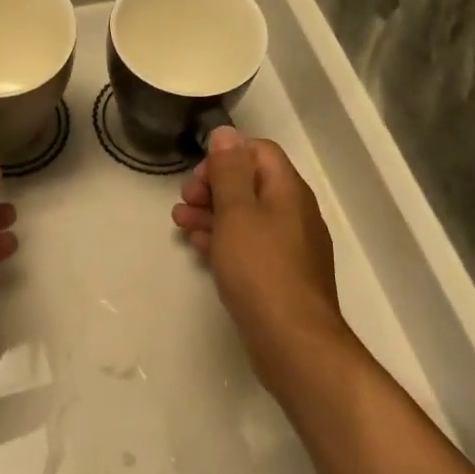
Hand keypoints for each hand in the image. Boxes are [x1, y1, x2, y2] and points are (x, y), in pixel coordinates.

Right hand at [172, 127, 345, 383]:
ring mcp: (289, 246)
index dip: (224, 156)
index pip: (258, 151)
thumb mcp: (237, 212)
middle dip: (213, 187)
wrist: (293, 341)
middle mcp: (294, 213)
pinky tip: (200, 248)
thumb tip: (226, 133)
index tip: (197, 177)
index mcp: (288, 190)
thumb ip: (230, 170)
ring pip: (246, 216)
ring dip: (212, 213)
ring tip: (180, 224)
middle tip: (184, 202)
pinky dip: (223, 240)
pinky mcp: (280, 275)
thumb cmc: (261, 269)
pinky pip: (249, 245)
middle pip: (251, 183)